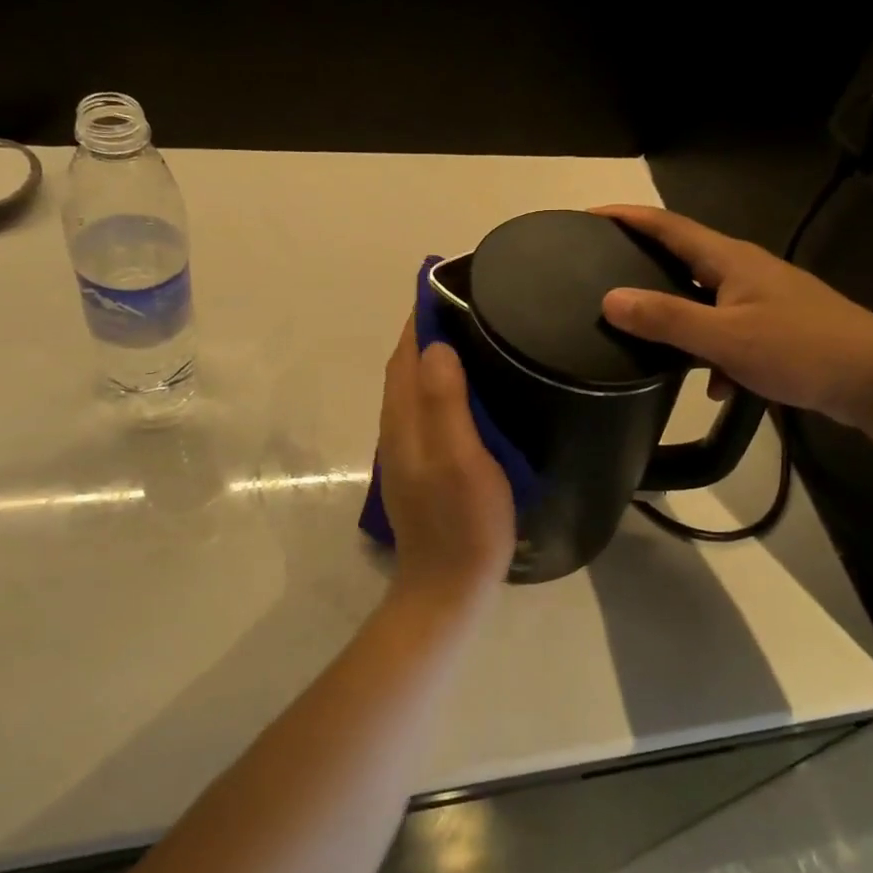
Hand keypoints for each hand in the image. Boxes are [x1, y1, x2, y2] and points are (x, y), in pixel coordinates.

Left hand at [377, 315, 516, 606]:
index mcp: (405, 418)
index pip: (407, 351)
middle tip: (472, 305)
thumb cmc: (463, 522)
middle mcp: (398, 426)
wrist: (447, 586)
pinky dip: (441, 384)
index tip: (451, 285)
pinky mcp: (421, 464)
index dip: (423, 316)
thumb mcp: (461, 460)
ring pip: (415, 386)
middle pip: (406, 364)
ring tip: (474, 335)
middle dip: (428, 329)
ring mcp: (407, 448)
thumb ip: (445, 403)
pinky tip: (470, 388)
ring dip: (434, 355)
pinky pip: (426, 407)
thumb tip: (436, 346)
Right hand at [592, 204, 872, 426]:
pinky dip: (714, 354)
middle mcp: (744, 271)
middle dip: (645, 264)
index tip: (589, 216)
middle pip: (684, 259)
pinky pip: (728, 333)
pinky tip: (715, 386)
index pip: (668, 226)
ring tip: (645, 337)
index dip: (628, 218)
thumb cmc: (801, 348)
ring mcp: (762, 300)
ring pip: (705, 301)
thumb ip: (667, 319)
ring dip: (679, 319)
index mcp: (730, 260)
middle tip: (604, 273)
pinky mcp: (776, 328)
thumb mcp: (726, 337)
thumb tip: (609, 299)